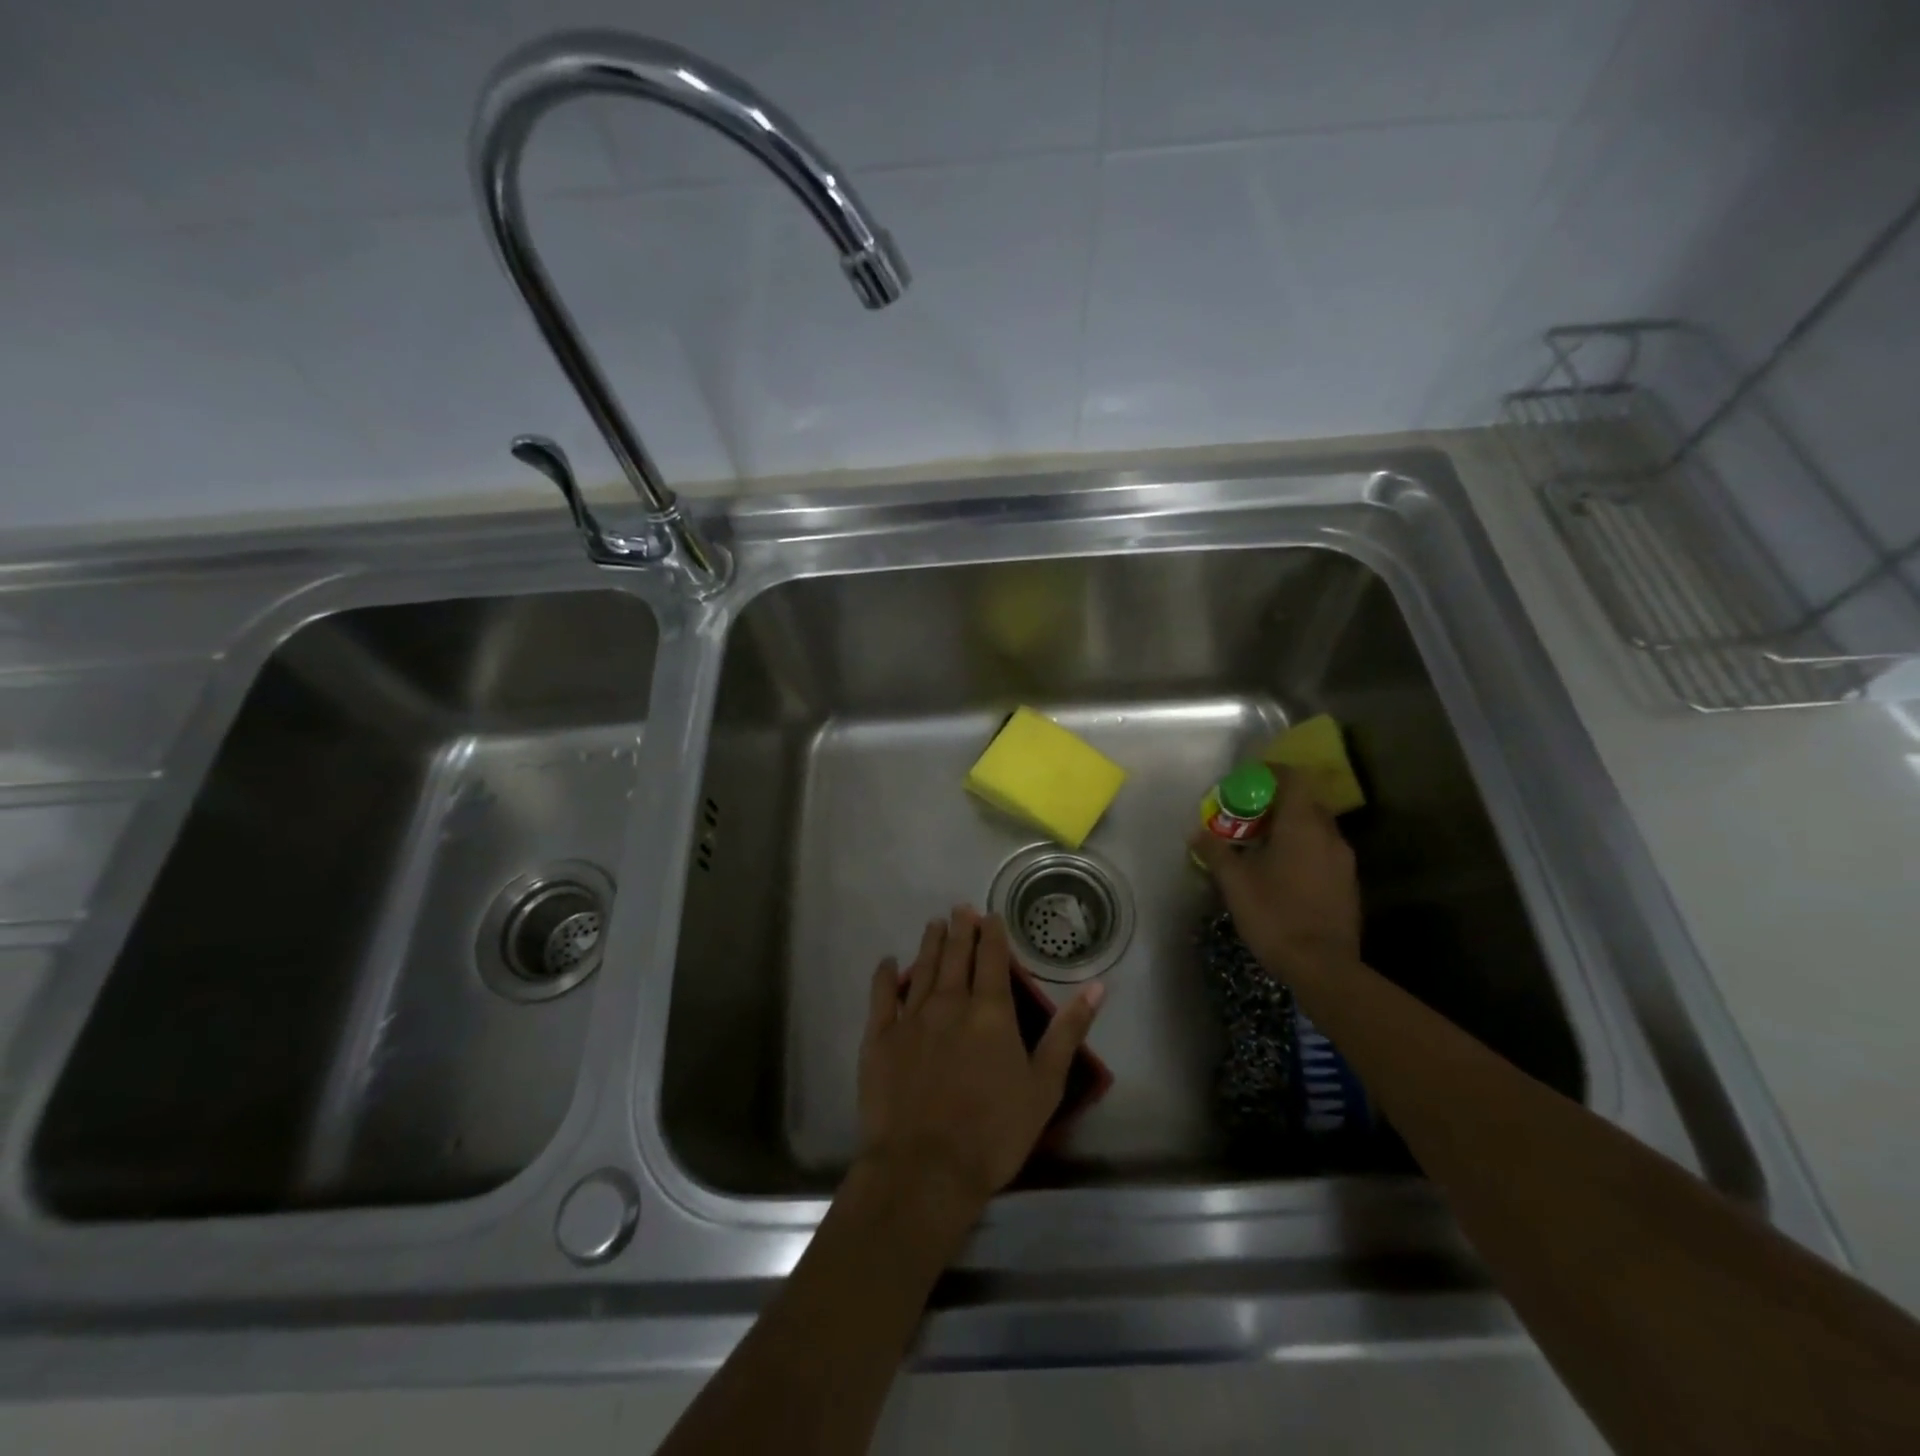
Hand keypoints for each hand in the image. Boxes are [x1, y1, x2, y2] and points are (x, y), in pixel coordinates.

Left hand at [856, 907, 1103, 1218]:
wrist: (924, 1169)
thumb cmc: (994, 1133)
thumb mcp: (1044, 1085)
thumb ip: (1068, 1032)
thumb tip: (1097, 986)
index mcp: (990, 1012)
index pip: (993, 959)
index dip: (993, 934)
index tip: (991, 916)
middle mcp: (950, 1003)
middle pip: (956, 956)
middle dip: (960, 929)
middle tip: (960, 909)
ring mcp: (911, 1018)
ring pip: (922, 968)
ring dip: (930, 943)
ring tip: (934, 924)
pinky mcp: (879, 1037)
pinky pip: (881, 996)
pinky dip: (884, 975)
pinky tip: (887, 962)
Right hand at [1190, 765, 1362, 986]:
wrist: (1323, 967)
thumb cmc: (1275, 915)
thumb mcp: (1234, 882)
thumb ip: (1215, 851)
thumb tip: (1196, 832)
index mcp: (1302, 825)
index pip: (1294, 778)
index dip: (1271, 773)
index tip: (1247, 781)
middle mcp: (1329, 835)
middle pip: (1306, 802)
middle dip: (1277, 803)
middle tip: (1248, 816)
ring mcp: (1344, 861)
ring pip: (1316, 829)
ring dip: (1291, 829)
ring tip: (1261, 845)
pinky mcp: (1348, 884)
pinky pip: (1323, 852)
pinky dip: (1303, 851)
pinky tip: (1282, 873)